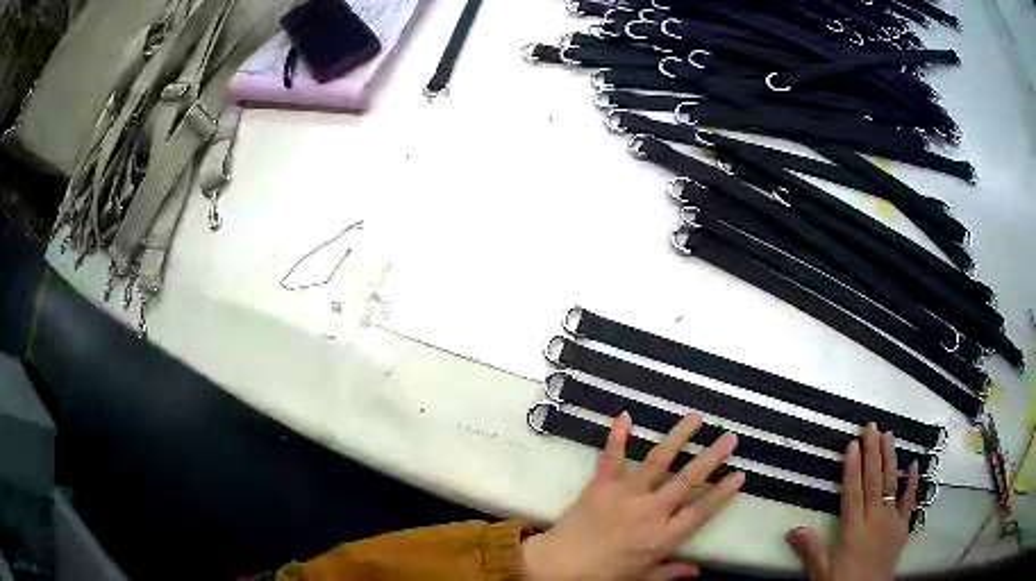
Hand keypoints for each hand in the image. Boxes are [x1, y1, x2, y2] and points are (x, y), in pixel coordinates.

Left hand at [522, 411, 744, 580]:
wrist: (561, 565)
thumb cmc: (604, 574)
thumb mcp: (642, 578)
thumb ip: (671, 572)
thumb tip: (699, 572)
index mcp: (664, 536)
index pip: (701, 511)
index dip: (723, 493)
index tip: (741, 474)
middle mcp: (651, 510)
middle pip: (688, 479)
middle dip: (712, 457)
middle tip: (730, 437)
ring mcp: (626, 494)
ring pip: (658, 460)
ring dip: (678, 437)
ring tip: (695, 417)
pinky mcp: (602, 485)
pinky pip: (611, 457)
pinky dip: (617, 436)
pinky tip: (625, 415)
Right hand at [787, 423, 919, 580]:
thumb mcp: (822, 574)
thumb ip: (811, 551)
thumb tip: (793, 529)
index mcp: (853, 530)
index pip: (853, 492)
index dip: (852, 467)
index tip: (852, 444)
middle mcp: (874, 519)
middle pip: (873, 481)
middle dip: (872, 452)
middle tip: (871, 427)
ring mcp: (891, 521)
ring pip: (890, 484)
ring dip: (889, 459)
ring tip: (888, 435)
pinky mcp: (903, 527)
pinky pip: (909, 501)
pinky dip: (912, 482)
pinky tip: (913, 464)